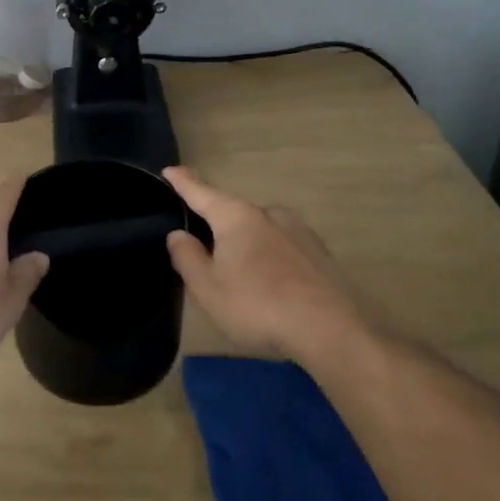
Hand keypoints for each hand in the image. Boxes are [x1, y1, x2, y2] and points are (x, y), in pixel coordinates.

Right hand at [163, 166, 366, 358]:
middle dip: (217, 223)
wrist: (330, 330)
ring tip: (240, 270)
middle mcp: (268, 214)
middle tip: (204, 246)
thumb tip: (178, 234)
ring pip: (261, 229)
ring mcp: (299, 231)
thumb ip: (187, 257)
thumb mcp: (208, 288)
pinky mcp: (320, 253)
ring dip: (247, 242)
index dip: (184, 183)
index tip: (170, 170)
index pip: (202, 193)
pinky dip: (270, 255)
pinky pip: (283, 246)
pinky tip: (272, 280)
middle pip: (233, 212)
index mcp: (236, 218)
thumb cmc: (257, 306)